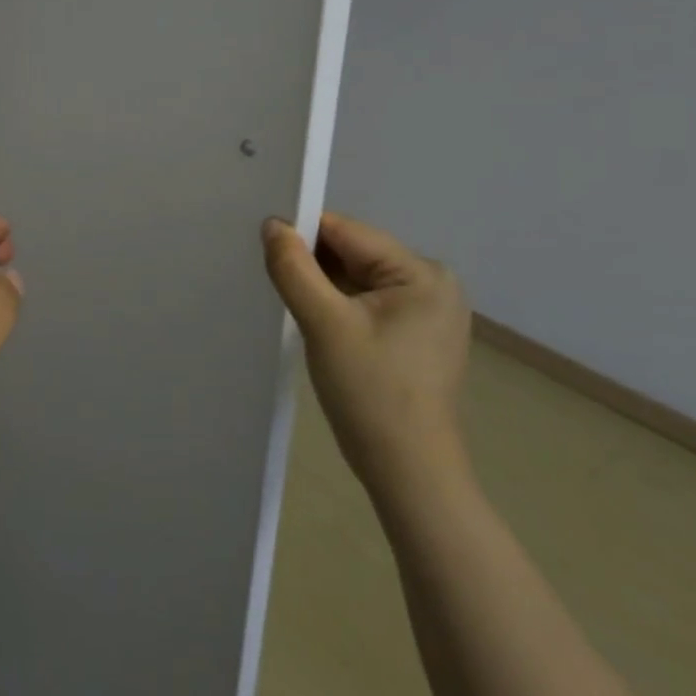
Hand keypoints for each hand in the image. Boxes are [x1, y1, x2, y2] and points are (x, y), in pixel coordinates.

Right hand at [261, 213, 471, 494]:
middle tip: (272, 279)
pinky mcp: (416, 334)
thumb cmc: (370, 393)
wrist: (408, 471)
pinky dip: (338, 306)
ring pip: (357, 278)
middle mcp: (433, 283)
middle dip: (312, 264)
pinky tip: (316, 324)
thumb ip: (294, 268)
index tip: (262, 246)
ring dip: (322, 286)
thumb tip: (273, 224)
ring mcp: (428, 310)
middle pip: (353, 253)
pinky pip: (367, 302)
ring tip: (291, 303)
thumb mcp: (324, 324)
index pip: (347, 232)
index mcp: (422, 272)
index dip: (302, 234)